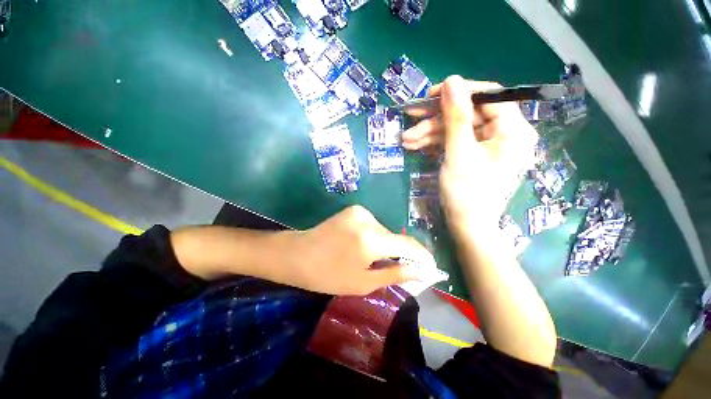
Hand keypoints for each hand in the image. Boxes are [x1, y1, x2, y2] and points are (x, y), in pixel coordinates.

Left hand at [290, 205, 435, 294]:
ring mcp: (360, 211)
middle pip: (395, 237)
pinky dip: (374, 237)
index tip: (430, 266)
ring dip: (385, 245)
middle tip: (397, 269)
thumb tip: (419, 271)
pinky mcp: (353, 209)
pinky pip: (373, 225)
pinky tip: (361, 246)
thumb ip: (394, 274)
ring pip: (384, 231)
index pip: (408, 244)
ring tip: (372, 259)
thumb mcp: (362, 282)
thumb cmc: (328, 275)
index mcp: (371, 240)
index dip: (422, 255)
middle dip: (400, 253)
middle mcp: (369, 220)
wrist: (297, 254)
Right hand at [402, 76, 537, 231]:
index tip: (431, 94)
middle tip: (410, 116)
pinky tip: (415, 146)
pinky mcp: (473, 155)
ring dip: (430, 133)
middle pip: (468, 114)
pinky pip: (454, 142)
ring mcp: (487, 146)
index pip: (489, 96)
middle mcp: (504, 134)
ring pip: (457, 129)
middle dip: (436, 118)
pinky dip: (435, 144)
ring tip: (406, 140)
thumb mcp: (459, 153)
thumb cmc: (467, 193)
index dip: (459, 92)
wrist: (466, 226)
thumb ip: (456, 117)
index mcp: (513, 131)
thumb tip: (451, 81)